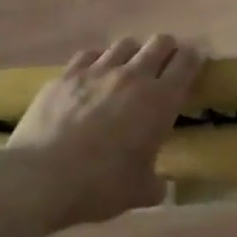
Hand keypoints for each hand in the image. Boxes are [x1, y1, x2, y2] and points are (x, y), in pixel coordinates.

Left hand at [8, 34, 204, 225]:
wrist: (40, 178)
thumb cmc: (99, 186)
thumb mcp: (139, 193)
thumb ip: (156, 185)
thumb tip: (162, 186)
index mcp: (159, 101)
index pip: (187, 62)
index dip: (195, 57)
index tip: (197, 60)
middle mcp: (132, 77)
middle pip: (159, 43)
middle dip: (168, 49)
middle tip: (166, 65)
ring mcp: (97, 71)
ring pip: (125, 44)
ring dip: (133, 53)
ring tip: (128, 69)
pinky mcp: (66, 75)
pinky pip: (89, 55)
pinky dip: (98, 61)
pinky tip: (93, 75)